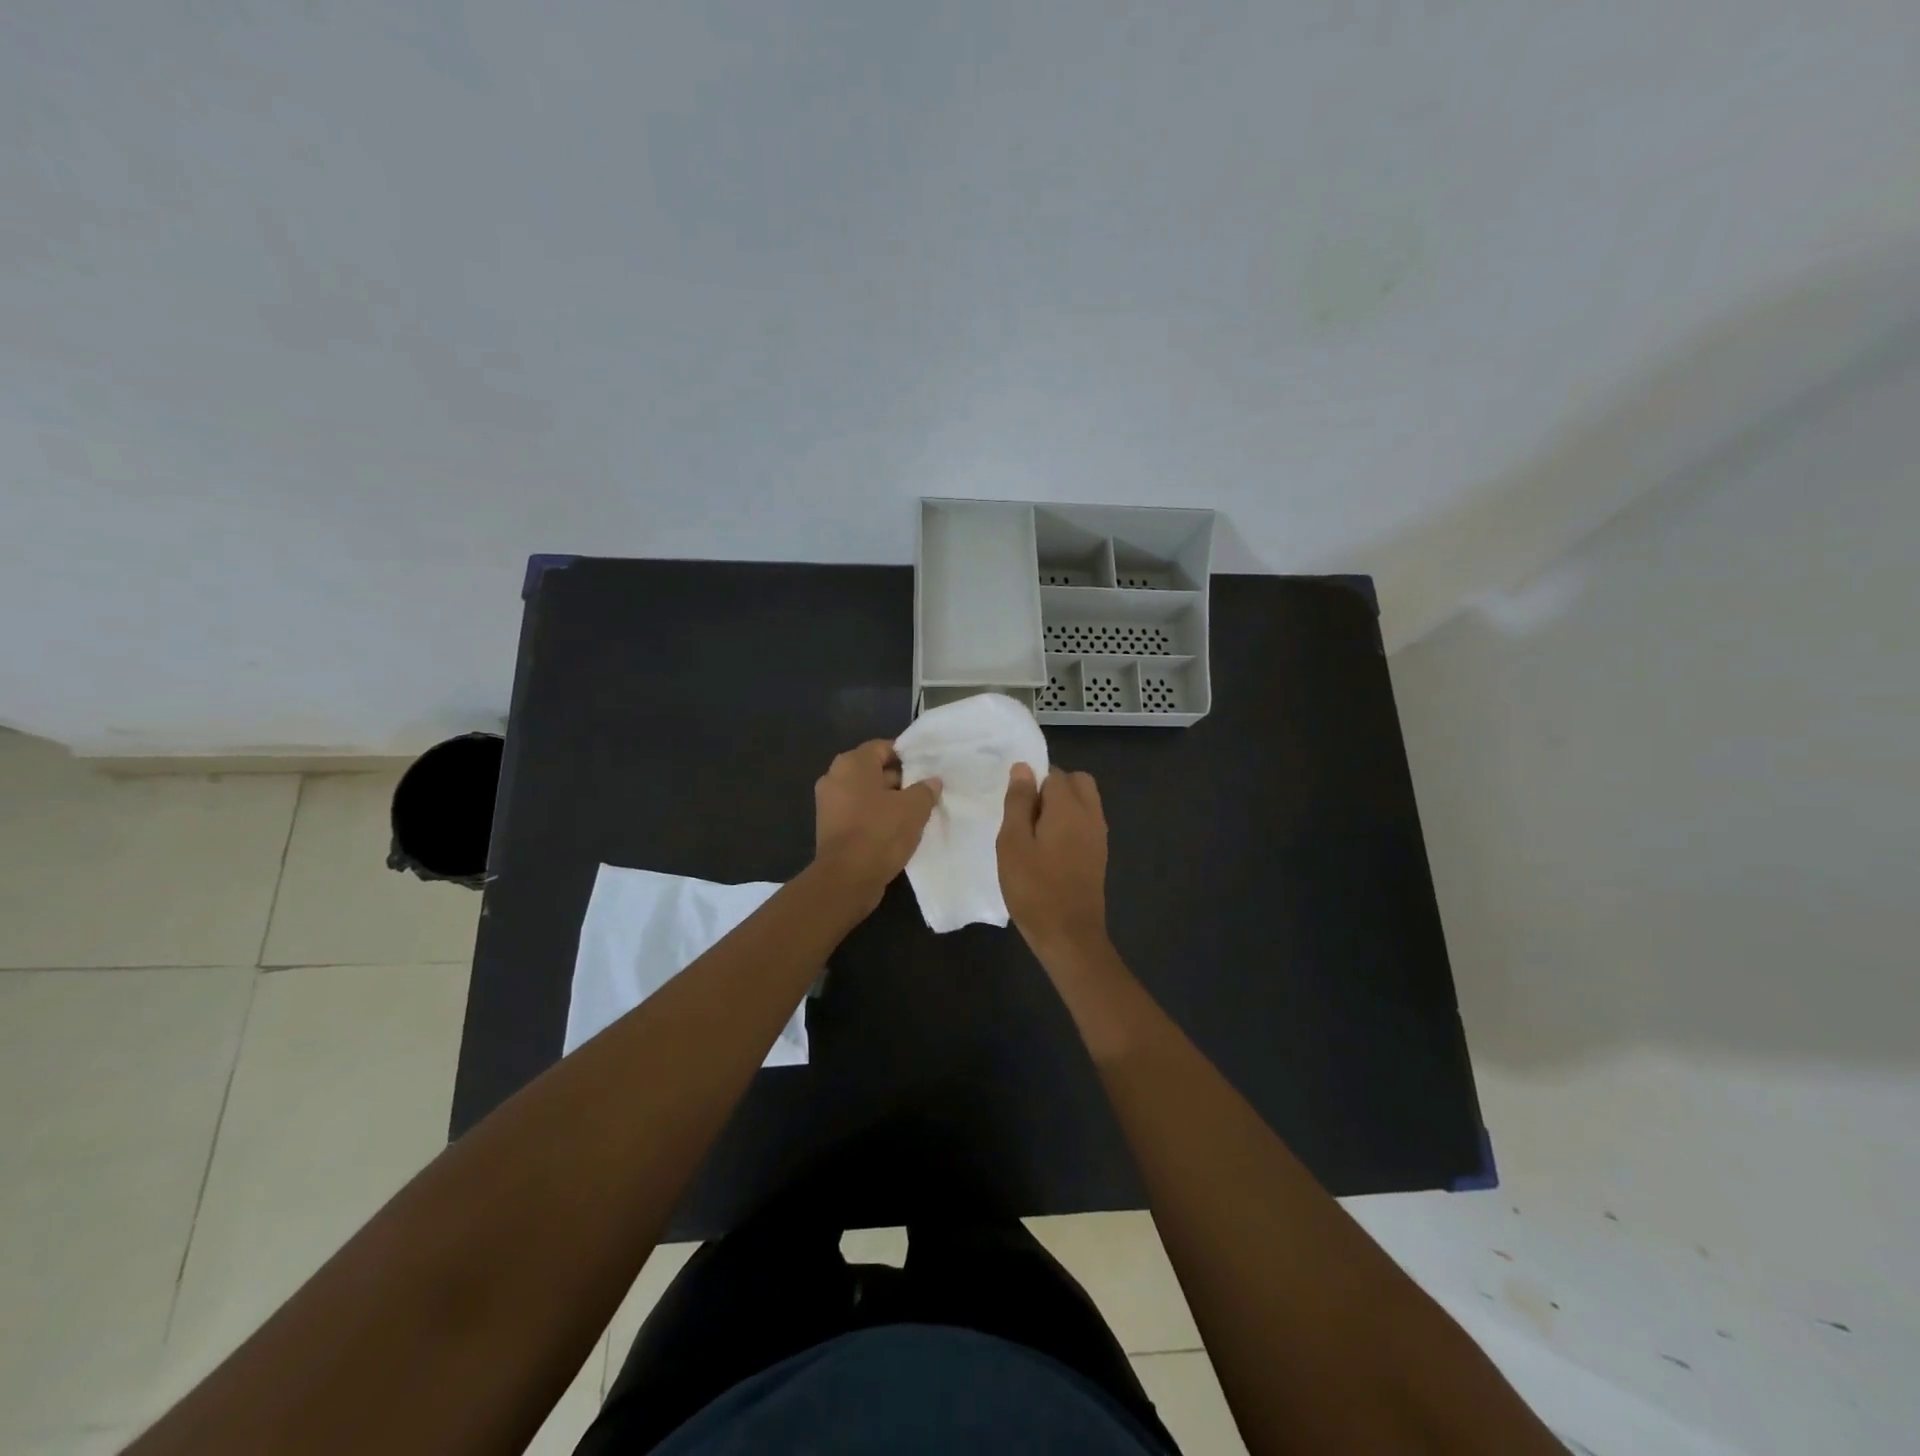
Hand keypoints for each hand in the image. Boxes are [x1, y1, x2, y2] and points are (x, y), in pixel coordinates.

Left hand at [813, 740, 941, 911]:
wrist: (846, 879)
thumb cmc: (880, 832)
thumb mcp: (914, 808)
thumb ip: (925, 790)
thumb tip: (932, 781)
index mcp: (852, 763)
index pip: (883, 747)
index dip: (907, 757)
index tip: (927, 770)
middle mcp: (835, 777)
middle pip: (873, 770)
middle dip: (900, 780)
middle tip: (924, 793)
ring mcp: (829, 804)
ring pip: (866, 794)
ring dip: (888, 801)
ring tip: (915, 813)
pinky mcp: (829, 827)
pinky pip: (858, 813)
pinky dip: (875, 817)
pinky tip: (897, 831)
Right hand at [997, 762, 1108, 953]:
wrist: (1069, 935)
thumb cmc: (1034, 888)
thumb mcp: (1013, 843)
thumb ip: (1018, 802)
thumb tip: (1023, 768)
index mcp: (1069, 807)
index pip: (1053, 773)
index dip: (1031, 783)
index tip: (1014, 806)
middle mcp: (1091, 814)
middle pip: (1076, 782)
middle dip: (1052, 788)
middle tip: (1026, 815)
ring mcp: (1099, 835)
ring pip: (1084, 802)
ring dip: (1061, 807)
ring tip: (1034, 834)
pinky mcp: (1099, 854)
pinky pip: (1086, 823)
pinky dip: (1069, 824)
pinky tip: (1049, 850)